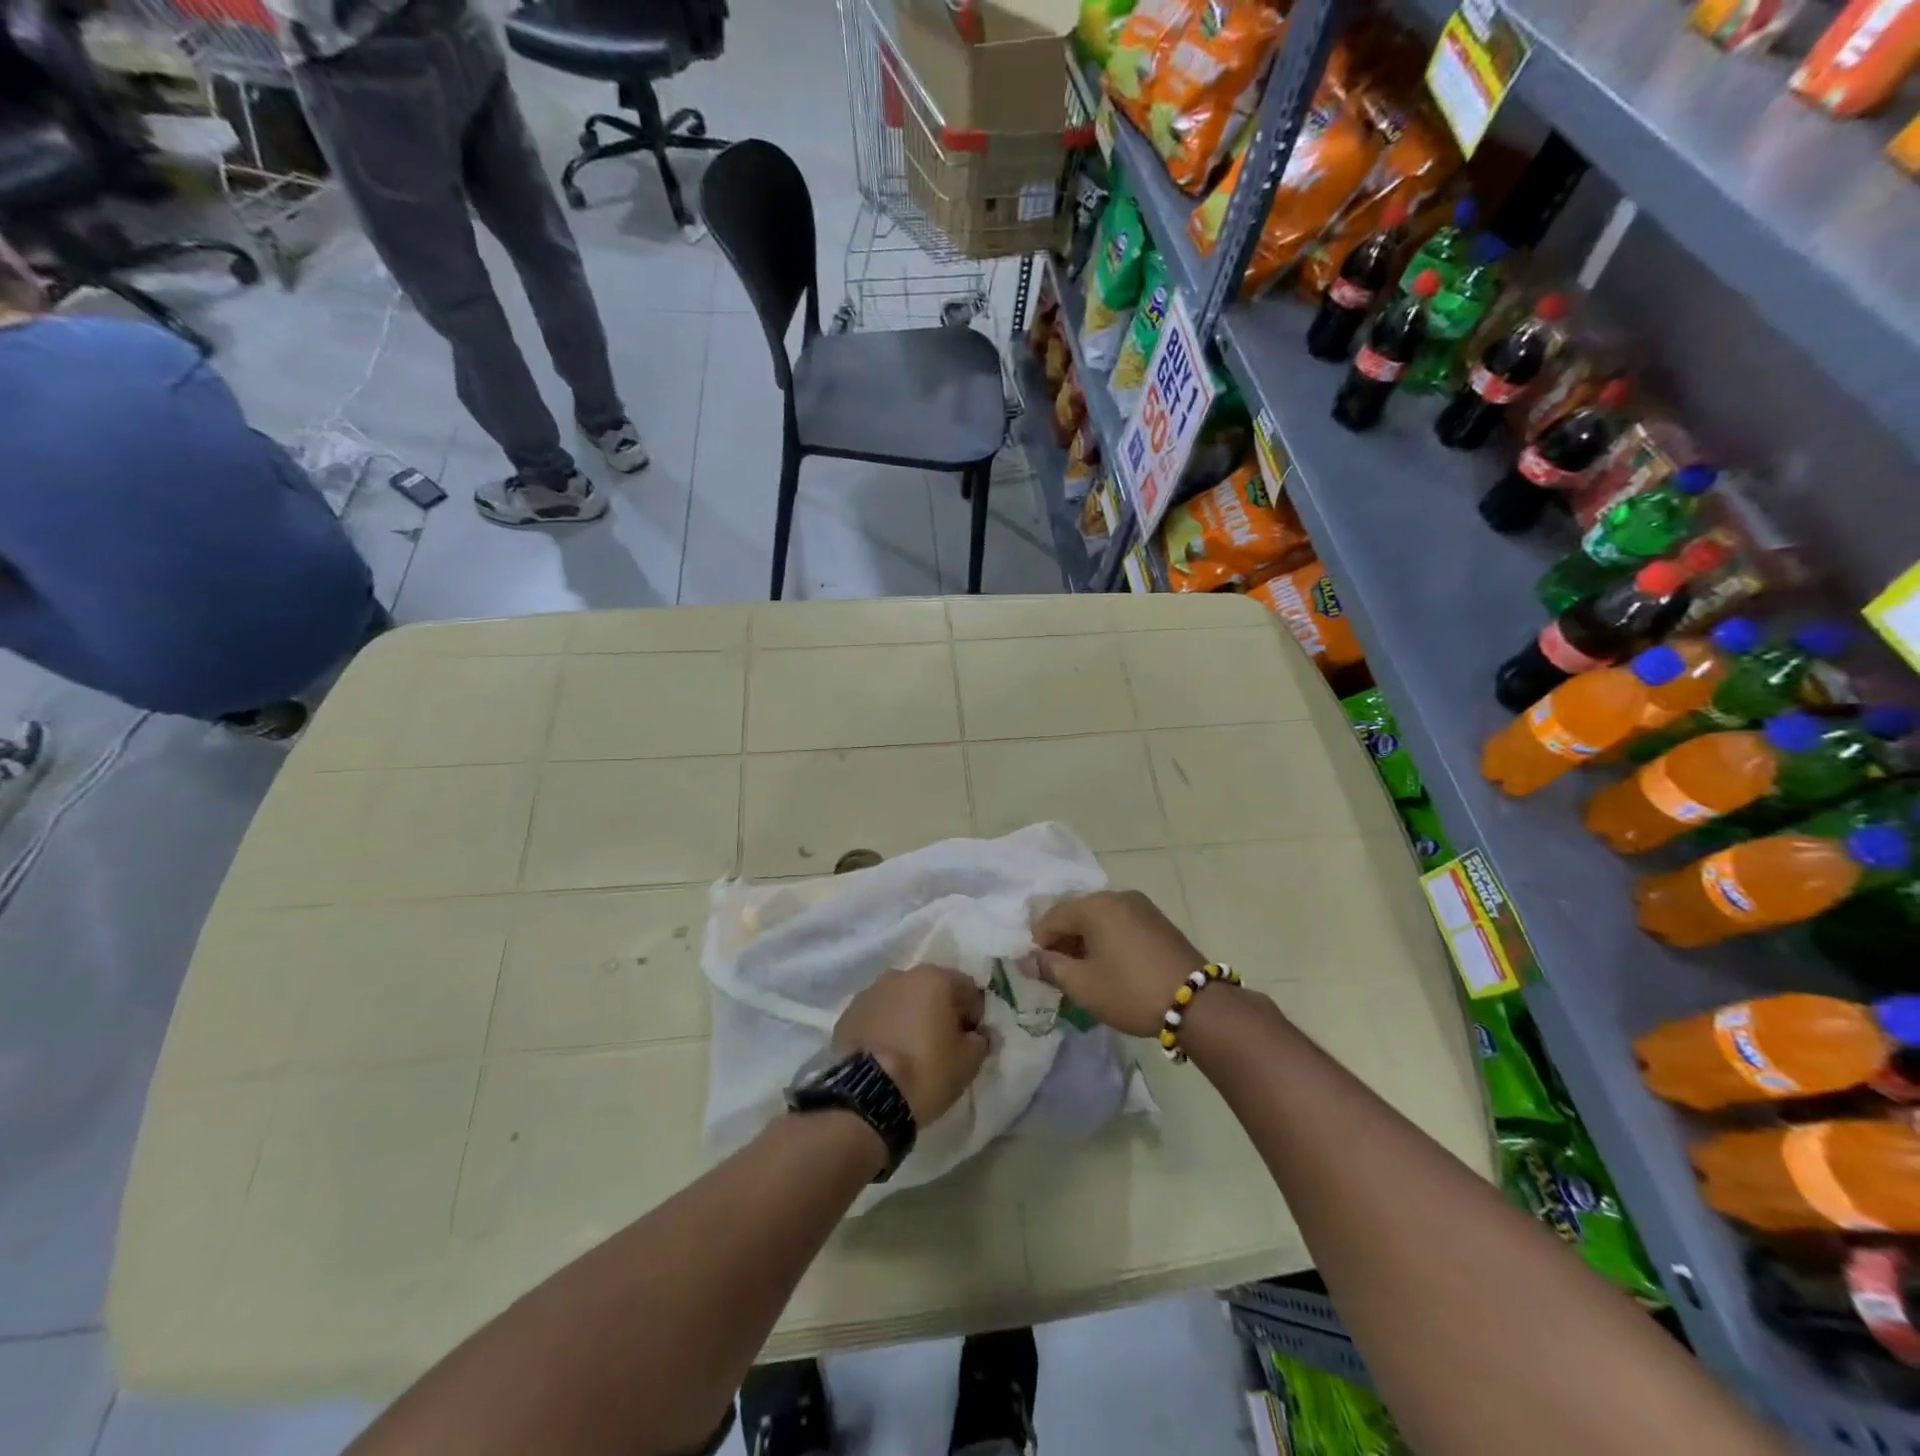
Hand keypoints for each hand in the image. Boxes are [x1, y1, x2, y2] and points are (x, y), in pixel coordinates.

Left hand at [833, 965, 989, 1125]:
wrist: (867, 1097)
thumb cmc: (926, 1071)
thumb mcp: (968, 1062)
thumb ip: (981, 1040)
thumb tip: (980, 1034)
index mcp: (933, 978)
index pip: (967, 988)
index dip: (974, 1013)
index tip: (972, 1039)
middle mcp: (900, 975)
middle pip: (931, 989)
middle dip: (940, 1011)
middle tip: (943, 1044)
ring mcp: (870, 992)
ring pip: (901, 1000)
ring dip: (910, 1017)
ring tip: (911, 1050)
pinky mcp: (848, 1014)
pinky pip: (877, 1015)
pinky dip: (885, 1027)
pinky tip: (887, 1054)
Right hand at [1034, 891, 1206, 1037]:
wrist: (1197, 1003)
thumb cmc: (1130, 990)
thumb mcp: (1083, 985)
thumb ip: (1050, 967)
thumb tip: (1026, 959)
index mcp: (1095, 905)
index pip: (1052, 917)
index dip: (1040, 944)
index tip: (1040, 972)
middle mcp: (1117, 896)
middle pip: (1076, 914)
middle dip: (1064, 942)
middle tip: (1060, 975)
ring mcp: (1141, 906)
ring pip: (1100, 919)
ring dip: (1086, 943)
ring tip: (1086, 974)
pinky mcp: (1158, 921)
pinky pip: (1120, 924)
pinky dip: (1108, 941)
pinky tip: (1112, 967)